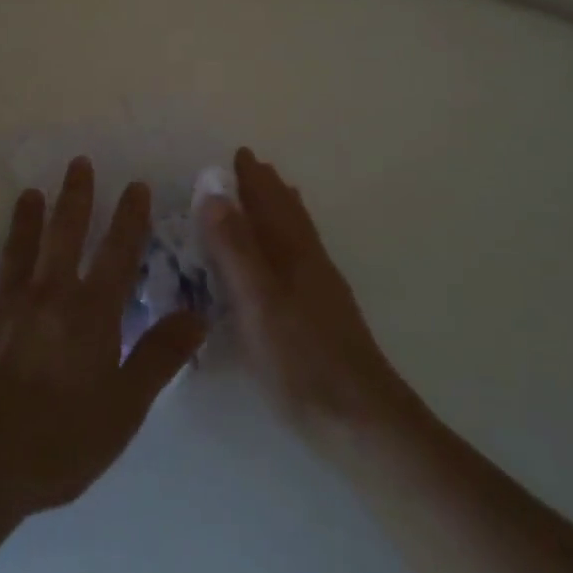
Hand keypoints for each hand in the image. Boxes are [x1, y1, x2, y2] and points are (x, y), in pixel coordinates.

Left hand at [0, 158, 206, 524]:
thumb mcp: (125, 408)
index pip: (118, 251)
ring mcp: (5, 303)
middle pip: (65, 232)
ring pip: (19, 247)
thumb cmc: (59, 439)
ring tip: (30, 193)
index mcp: (91, 311)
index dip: (129, 216)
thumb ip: (160, 357)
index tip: (135, 184)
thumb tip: (198, 315)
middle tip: (78, 162)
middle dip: (75, 195)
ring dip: (26, 218)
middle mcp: (49, 292)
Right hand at [204, 148, 412, 439]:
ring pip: (300, 234)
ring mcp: (321, 288)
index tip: (238, 153)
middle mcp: (309, 261)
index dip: (252, 179)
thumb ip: (234, 248)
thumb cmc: (300, 359)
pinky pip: (304, 257)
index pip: (268, 203)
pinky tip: (290, 259)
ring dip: (284, 209)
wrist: (360, 419)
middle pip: (288, 213)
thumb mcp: (256, 302)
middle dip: (268, 188)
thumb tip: (212, 192)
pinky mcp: (325, 313)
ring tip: (276, 195)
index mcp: (290, 252)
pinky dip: (293, 239)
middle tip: (252, 167)